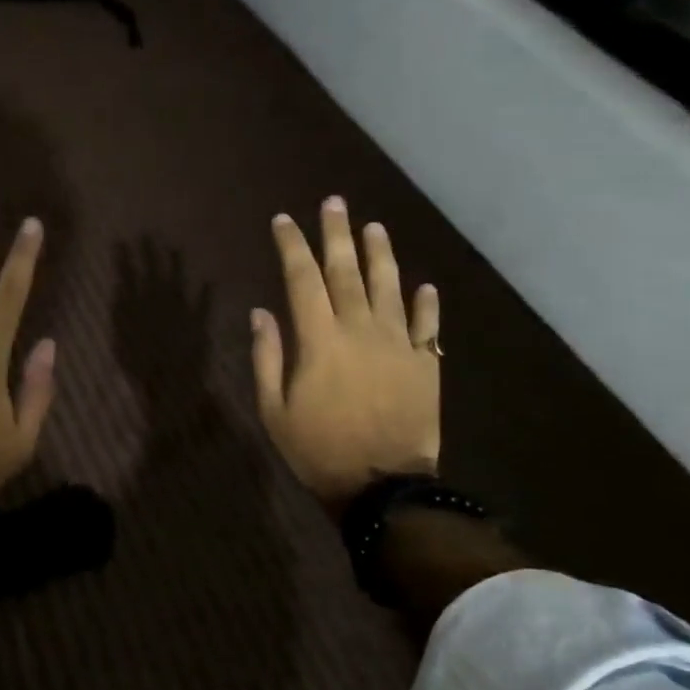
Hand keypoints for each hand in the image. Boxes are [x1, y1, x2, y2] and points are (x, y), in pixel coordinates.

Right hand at [251, 199, 441, 511]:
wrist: (383, 486)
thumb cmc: (318, 450)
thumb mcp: (275, 410)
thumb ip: (268, 358)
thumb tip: (261, 313)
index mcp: (320, 340)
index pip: (302, 279)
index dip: (292, 246)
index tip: (283, 221)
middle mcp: (360, 330)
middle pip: (347, 271)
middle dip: (337, 234)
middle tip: (333, 203)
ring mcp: (399, 345)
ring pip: (390, 287)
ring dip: (380, 255)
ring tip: (374, 227)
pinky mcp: (426, 364)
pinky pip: (428, 326)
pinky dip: (426, 304)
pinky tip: (424, 286)